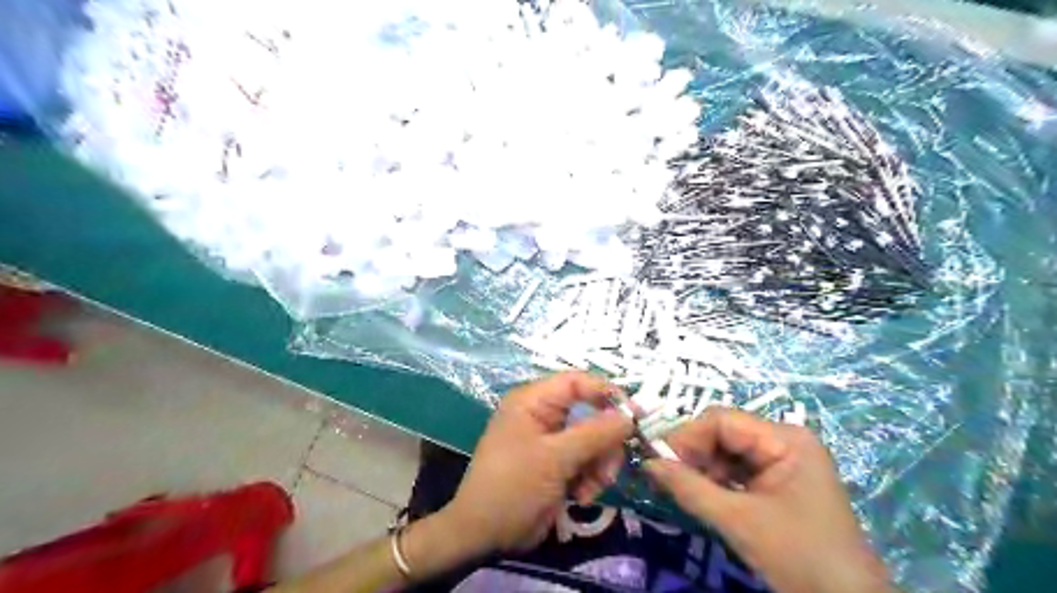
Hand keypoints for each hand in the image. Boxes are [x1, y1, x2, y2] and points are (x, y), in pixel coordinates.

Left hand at [436, 373, 624, 553]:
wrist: (485, 535)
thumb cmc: (513, 486)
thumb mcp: (555, 458)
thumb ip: (595, 434)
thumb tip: (631, 415)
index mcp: (533, 401)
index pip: (577, 382)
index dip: (607, 393)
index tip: (635, 415)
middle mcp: (543, 415)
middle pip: (590, 414)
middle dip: (604, 443)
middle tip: (609, 469)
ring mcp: (550, 441)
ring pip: (593, 441)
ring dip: (599, 465)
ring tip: (590, 489)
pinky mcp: (556, 464)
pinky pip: (586, 461)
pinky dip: (590, 478)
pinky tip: (580, 496)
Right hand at [643, 410, 889, 592]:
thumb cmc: (799, 556)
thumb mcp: (739, 521)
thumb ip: (690, 488)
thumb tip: (647, 463)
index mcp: (784, 438)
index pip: (722, 420)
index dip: (687, 436)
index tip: (658, 460)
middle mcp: (783, 441)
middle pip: (723, 433)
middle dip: (693, 453)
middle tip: (665, 477)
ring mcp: (782, 462)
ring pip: (726, 452)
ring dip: (701, 468)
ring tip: (680, 489)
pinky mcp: (777, 483)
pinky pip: (736, 471)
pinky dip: (715, 481)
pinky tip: (701, 495)